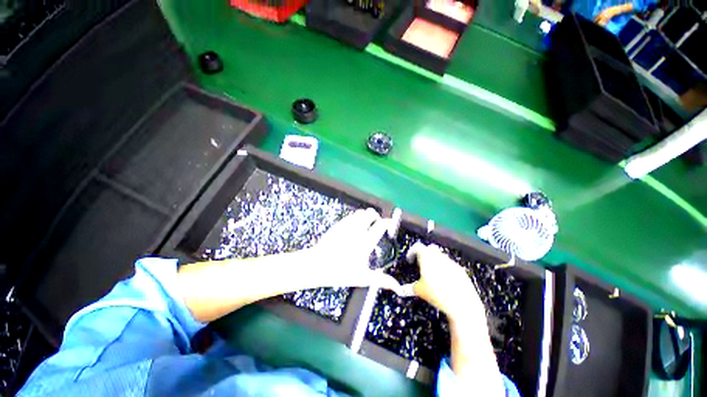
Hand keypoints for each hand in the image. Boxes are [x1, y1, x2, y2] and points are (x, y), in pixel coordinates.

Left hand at [308, 208, 402, 292]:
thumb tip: (397, 287)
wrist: (317, 265)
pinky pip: (350, 215)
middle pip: (370, 213)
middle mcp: (357, 230)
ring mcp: (347, 226)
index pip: (380, 225)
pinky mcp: (338, 225)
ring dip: (365, 215)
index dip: (387, 222)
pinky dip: (355, 218)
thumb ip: (381, 280)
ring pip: (360, 212)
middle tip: (376, 224)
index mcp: (365, 242)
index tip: (389, 224)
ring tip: (366, 224)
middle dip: (376, 216)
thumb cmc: (341, 272)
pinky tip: (354, 227)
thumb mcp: (362, 278)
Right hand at [407, 242, 483, 318]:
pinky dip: (445, 269)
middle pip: (430, 249)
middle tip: (421, 265)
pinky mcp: (460, 270)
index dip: (412, 252)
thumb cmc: (436, 294)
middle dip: (425, 254)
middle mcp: (438, 256)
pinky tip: (444, 282)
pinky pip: (450, 265)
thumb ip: (409, 287)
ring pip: (441, 257)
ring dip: (435, 261)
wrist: (462, 303)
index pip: (417, 247)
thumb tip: (402, 289)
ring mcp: (451, 262)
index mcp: (426, 257)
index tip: (410, 260)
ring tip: (432, 275)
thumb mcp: (419, 291)